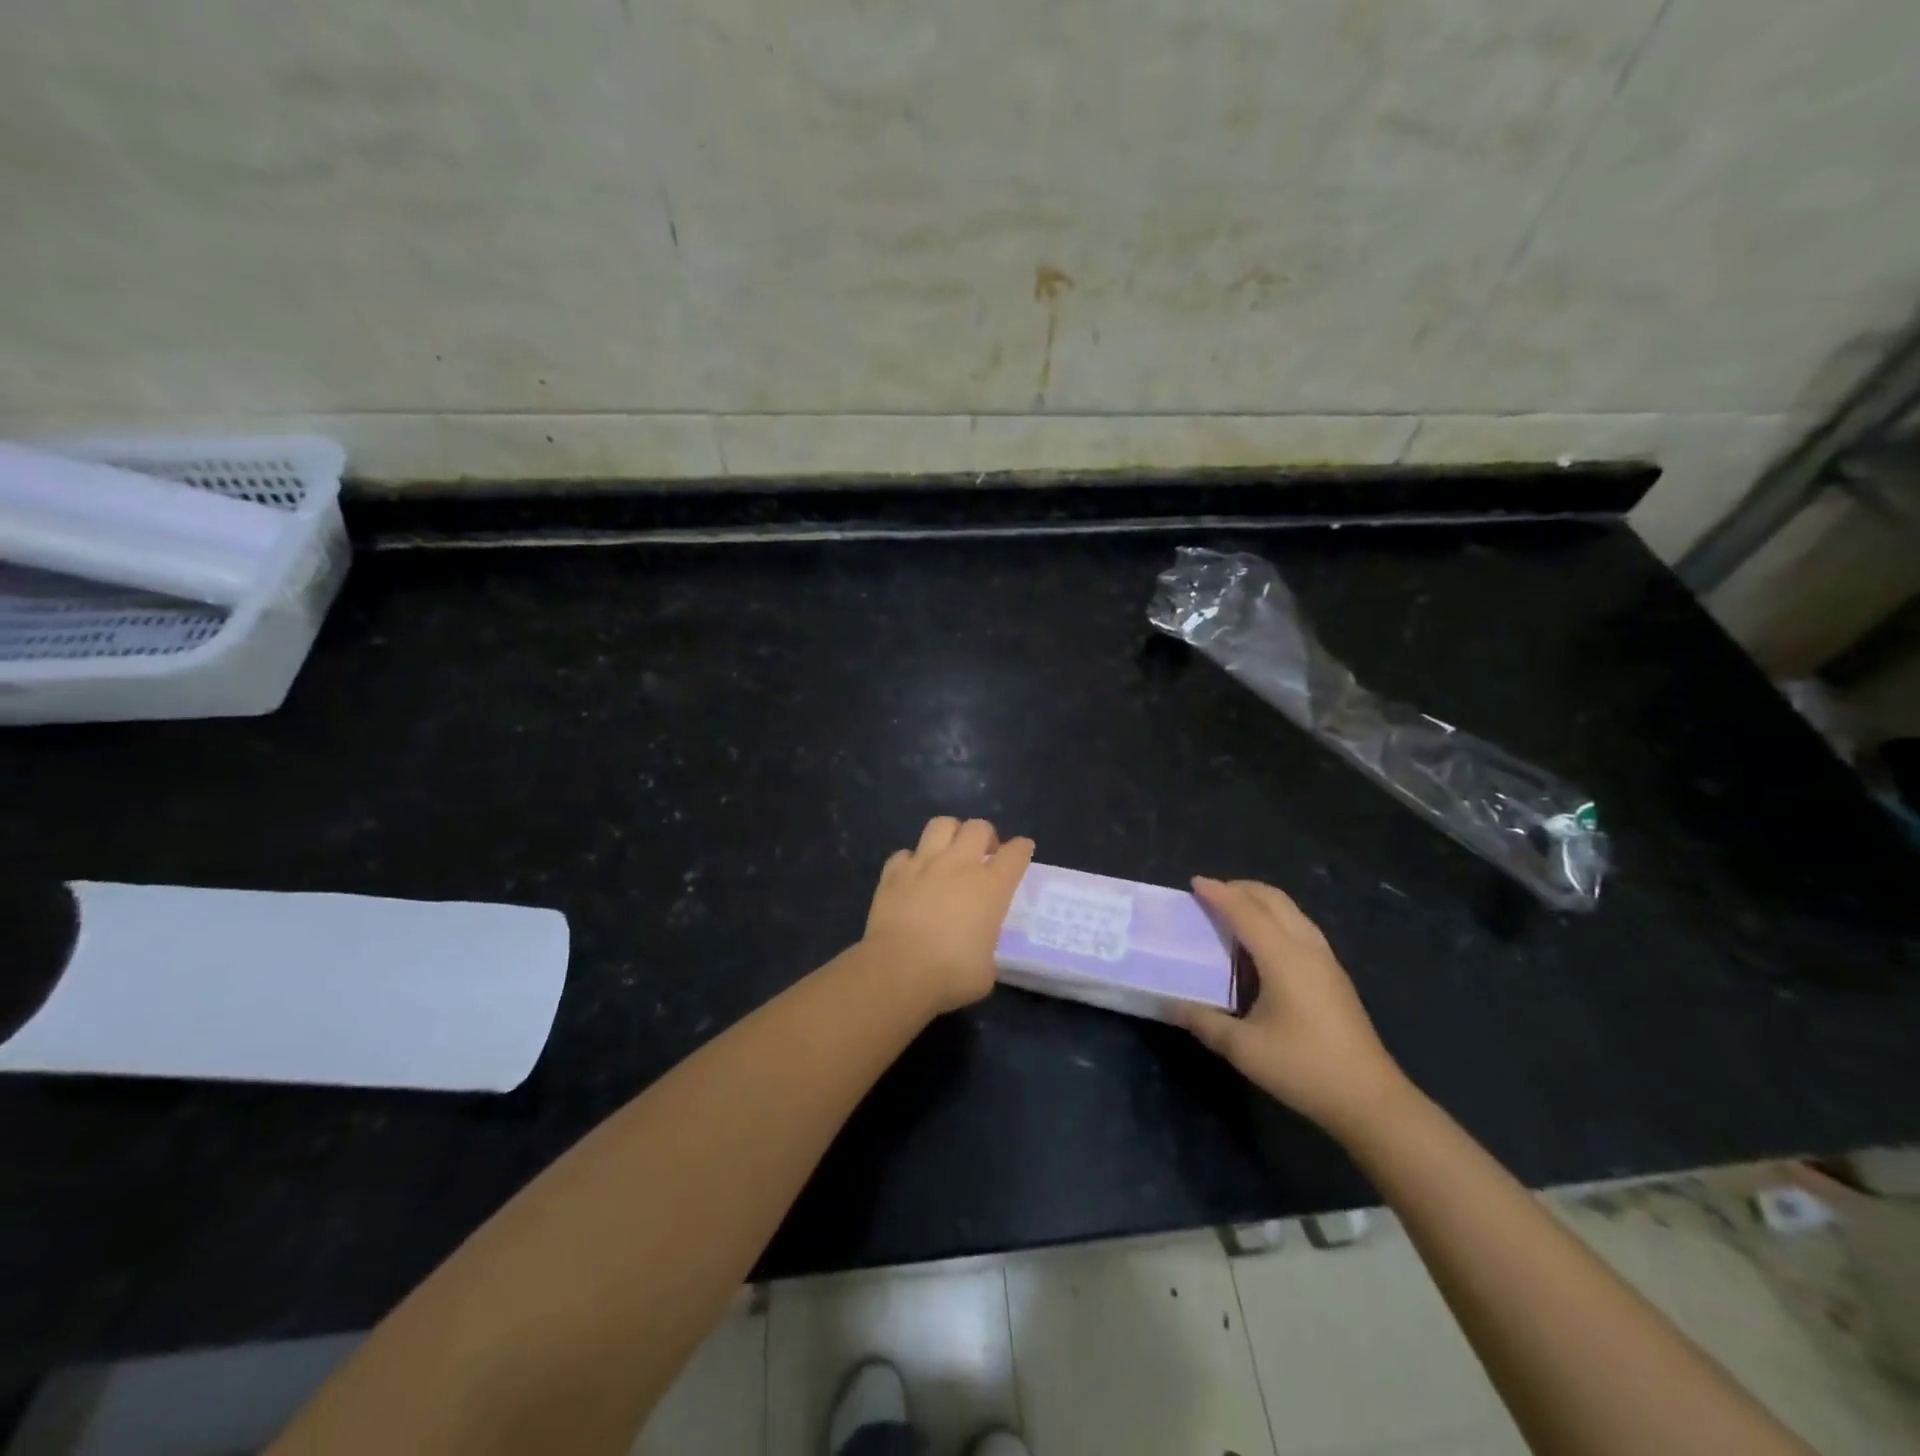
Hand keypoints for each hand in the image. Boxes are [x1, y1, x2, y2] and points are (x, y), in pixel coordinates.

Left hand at [862, 817, 1034, 1016]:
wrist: (898, 971)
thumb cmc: (951, 974)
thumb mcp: (987, 968)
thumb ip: (987, 946)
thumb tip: (977, 946)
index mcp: (991, 887)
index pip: (1015, 853)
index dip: (1022, 849)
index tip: (1022, 851)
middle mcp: (959, 865)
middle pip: (978, 827)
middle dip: (985, 835)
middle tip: (984, 854)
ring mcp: (923, 864)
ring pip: (941, 824)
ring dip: (950, 834)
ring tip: (949, 852)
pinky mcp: (893, 873)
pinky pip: (905, 853)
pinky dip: (911, 861)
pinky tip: (913, 876)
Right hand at [1178, 877, 1412, 1135]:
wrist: (1370, 1099)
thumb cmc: (1304, 1068)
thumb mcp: (1244, 1049)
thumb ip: (1204, 1022)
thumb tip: (1170, 1005)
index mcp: (1283, 957)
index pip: (1245, 912)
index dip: (1218, 894)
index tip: (1194, 882)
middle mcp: (1307, 948)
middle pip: (1274, 900)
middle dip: (1241, 888)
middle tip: (1211, 893)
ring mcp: (1326, 960)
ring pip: (1292, 911)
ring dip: (1261, 901)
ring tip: (1235, 910)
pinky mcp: (1335, 975)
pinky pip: (1301, 927)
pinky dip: (1276, 918)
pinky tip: (1264, 942)